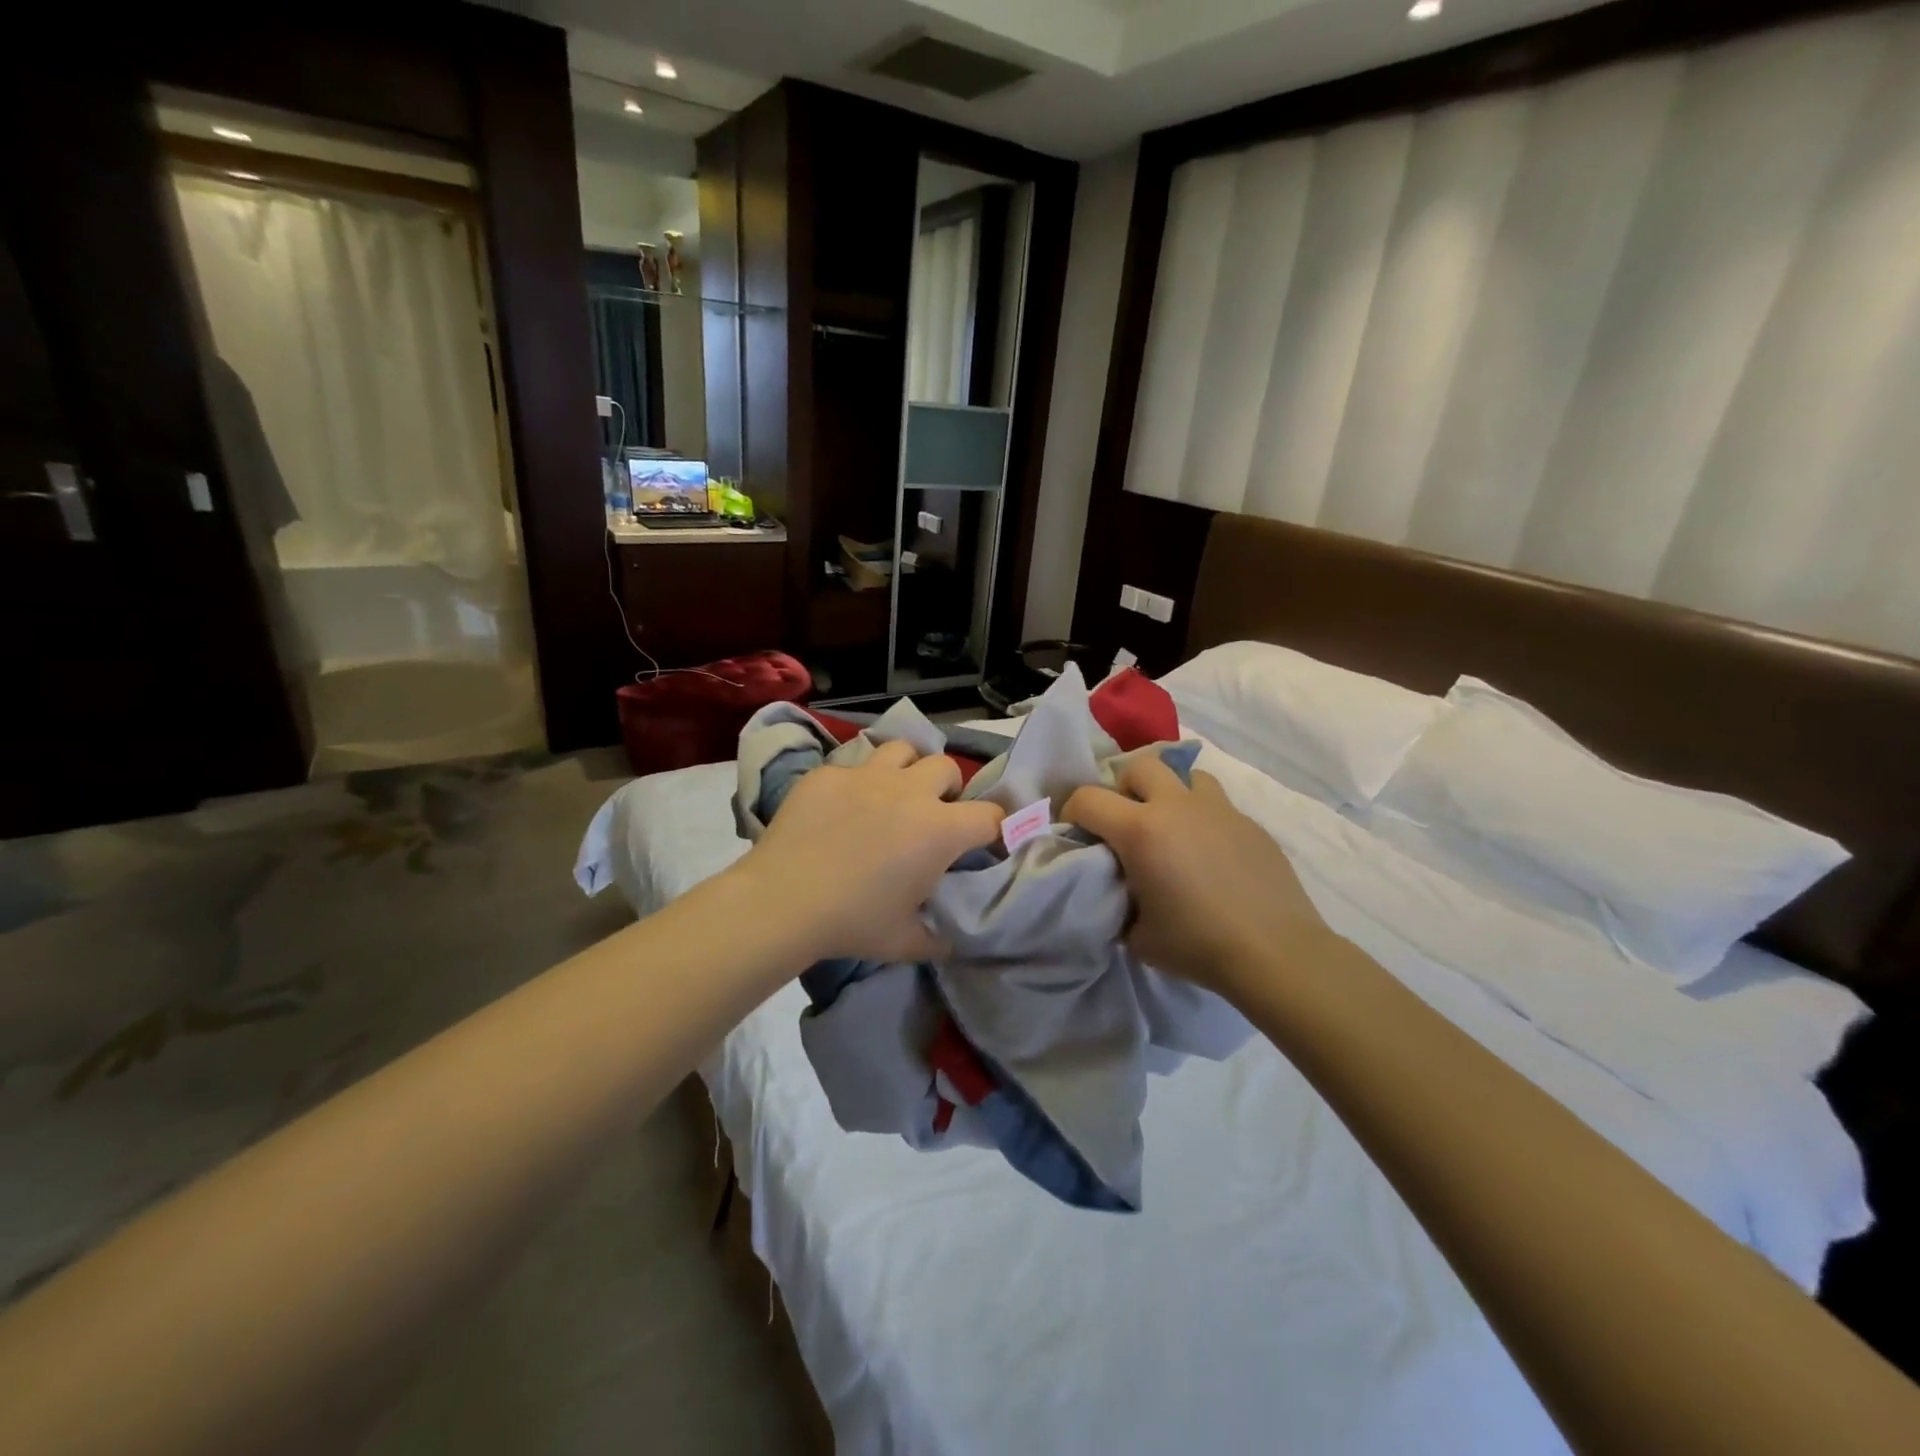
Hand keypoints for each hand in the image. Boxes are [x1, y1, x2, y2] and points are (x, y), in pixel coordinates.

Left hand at [731, 739, 1004, 963]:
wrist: (782, 901)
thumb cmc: (853, 922)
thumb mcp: (905, 942)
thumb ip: (936, 938)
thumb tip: (947, 940)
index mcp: (940, 829)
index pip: (990, 816)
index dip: (996, 829)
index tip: (986, 843)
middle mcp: (910, 791)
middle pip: (947, 768)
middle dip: (948, 789)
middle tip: (932, 815)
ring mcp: (866, 775)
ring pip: (903, 750)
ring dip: (907, 769)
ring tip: (893, 794)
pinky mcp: (828, 774)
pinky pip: (854, 766)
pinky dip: (858, 783)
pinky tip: (841, 809)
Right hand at [1063, 755, 1330, 994]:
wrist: (1275, 952)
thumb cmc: (1198, 944)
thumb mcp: (1137, 935)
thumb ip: (1117, 902)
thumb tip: (1118, 892)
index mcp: (1141, 830)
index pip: (1088, 798)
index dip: (1072, 811)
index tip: (1077, 832)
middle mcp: (1177, 806)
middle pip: (1140, 766)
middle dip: (1124, 788)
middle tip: (1126, 822)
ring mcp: (1219, 810)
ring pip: (1185, 775)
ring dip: (1169, 794)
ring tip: (1172, 828)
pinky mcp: (1250, 824)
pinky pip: (1217, 806)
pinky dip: (1203, 820)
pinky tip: (1210, 856)